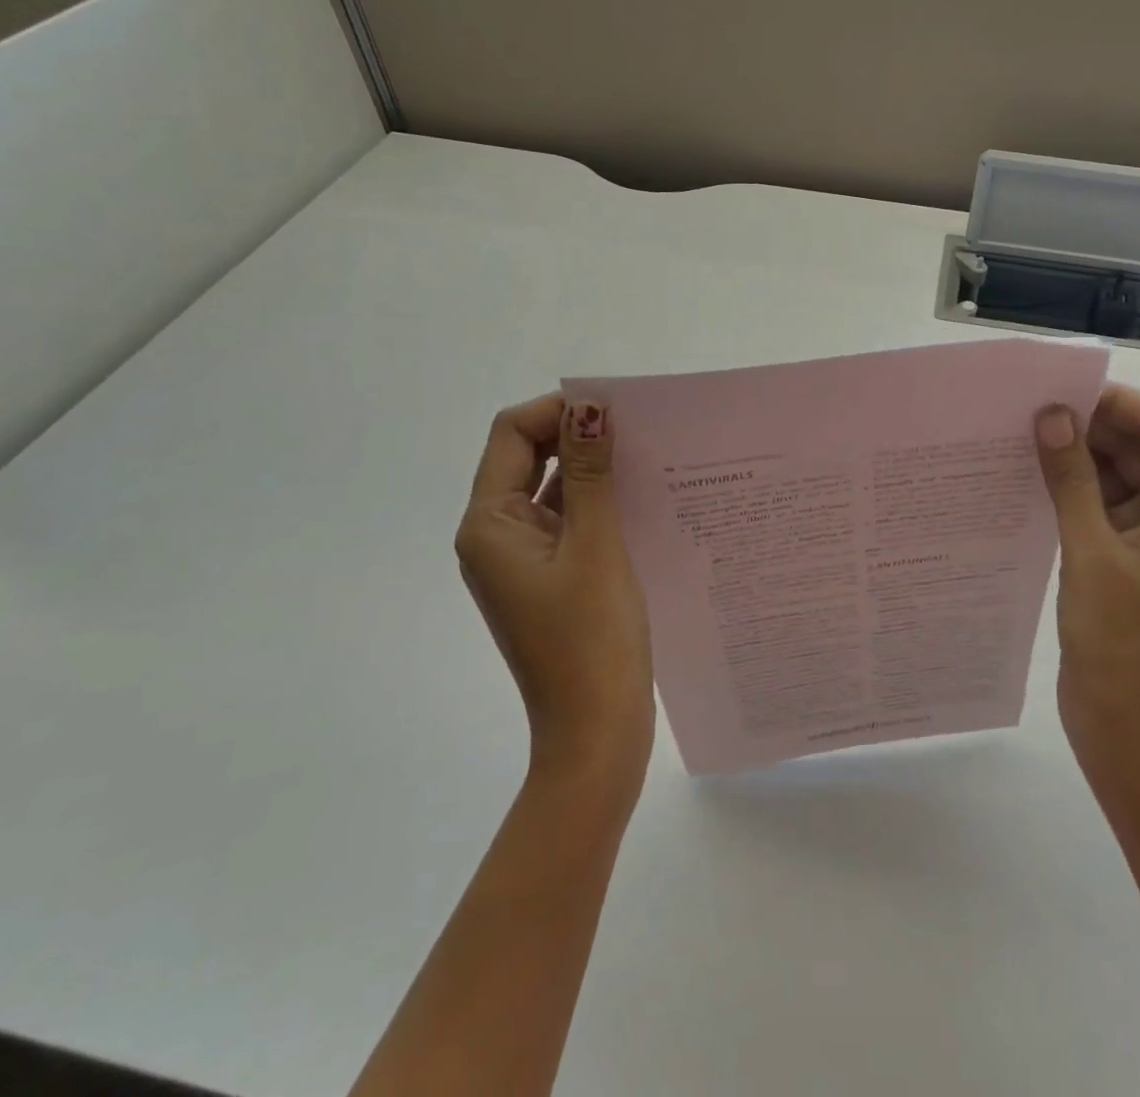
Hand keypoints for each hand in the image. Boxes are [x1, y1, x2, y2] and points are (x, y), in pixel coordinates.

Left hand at [455, 395, 653, 785]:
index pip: (512, 435)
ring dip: (592, 469)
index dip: (558, 410)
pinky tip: (644, 498)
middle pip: (528, 458)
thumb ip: (588, 472)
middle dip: (576, 435)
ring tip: (649, 456)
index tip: (616, 409)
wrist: (595, 733)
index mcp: (489, 525)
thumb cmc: (592, 638)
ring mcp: (523, 559)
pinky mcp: (550, 577)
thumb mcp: (595, 545)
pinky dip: (599, 503)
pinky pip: (569, 522)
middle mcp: (496, 536)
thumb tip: (589, 406)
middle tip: (639, 429)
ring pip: (552, 490)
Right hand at [1034, 385, 1139, 779]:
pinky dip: (1067, 490)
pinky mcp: (1121, 559)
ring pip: (1113, 476)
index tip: (1059, 392)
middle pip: (1136, 448)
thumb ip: (1071, 479)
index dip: (1114, 402)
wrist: (1125, 727)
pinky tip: (1026, 479)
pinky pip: (1097, 507)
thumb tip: (1052, 414)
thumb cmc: (1120, 640)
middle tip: (1027, 410)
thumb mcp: (1090, 551)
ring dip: (1074, 458)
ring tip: (1019, 437)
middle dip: (1088, 426)